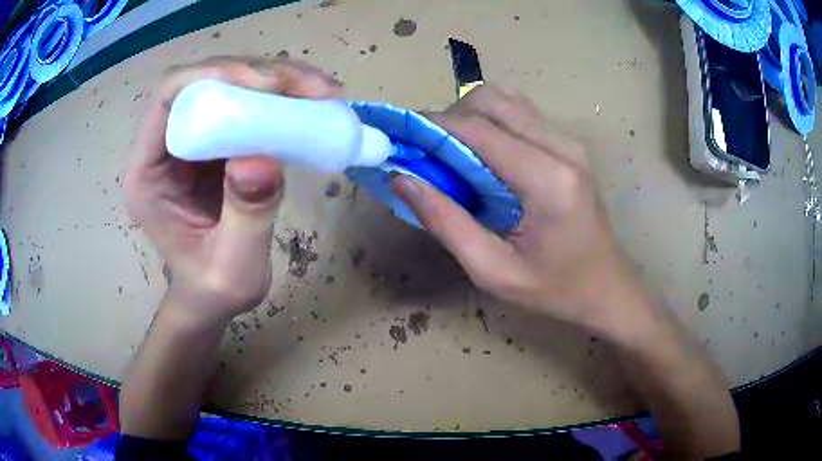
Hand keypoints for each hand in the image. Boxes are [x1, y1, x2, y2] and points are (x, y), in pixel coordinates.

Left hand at [125, 57, 342, 322]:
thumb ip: (245, 218)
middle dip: (256, 73)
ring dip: (276, 80)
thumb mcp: (233, 269)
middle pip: (203, 82)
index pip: (168, 98)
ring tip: (321, 92)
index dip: (213, 78)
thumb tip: (262, 159)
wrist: (212, 295)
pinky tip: (310, 103)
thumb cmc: (214, 289)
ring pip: (228, 84)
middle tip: (309, 87)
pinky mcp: (216, 140)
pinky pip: (245, 103)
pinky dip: (280, 97)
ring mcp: (191, 140)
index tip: (266, 85)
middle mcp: (164, 145)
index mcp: (149, 173)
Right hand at [393, 86, 645, 334]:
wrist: (606, 287)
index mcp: (547, 180)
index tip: (399, 136)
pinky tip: (483, 154)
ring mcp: (568, 141)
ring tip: (453, 153)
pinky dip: (491, 121)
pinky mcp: (568, 144)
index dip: (431, 125)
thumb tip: (402, 178)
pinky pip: (519, 113)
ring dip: (470, 116)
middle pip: (491, 100)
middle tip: (429, 152)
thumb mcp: (493, 271)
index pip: (478, 129)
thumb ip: (446, 223)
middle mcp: (562, 147)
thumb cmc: (555, 289)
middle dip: (450, 116)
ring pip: (505, 100)